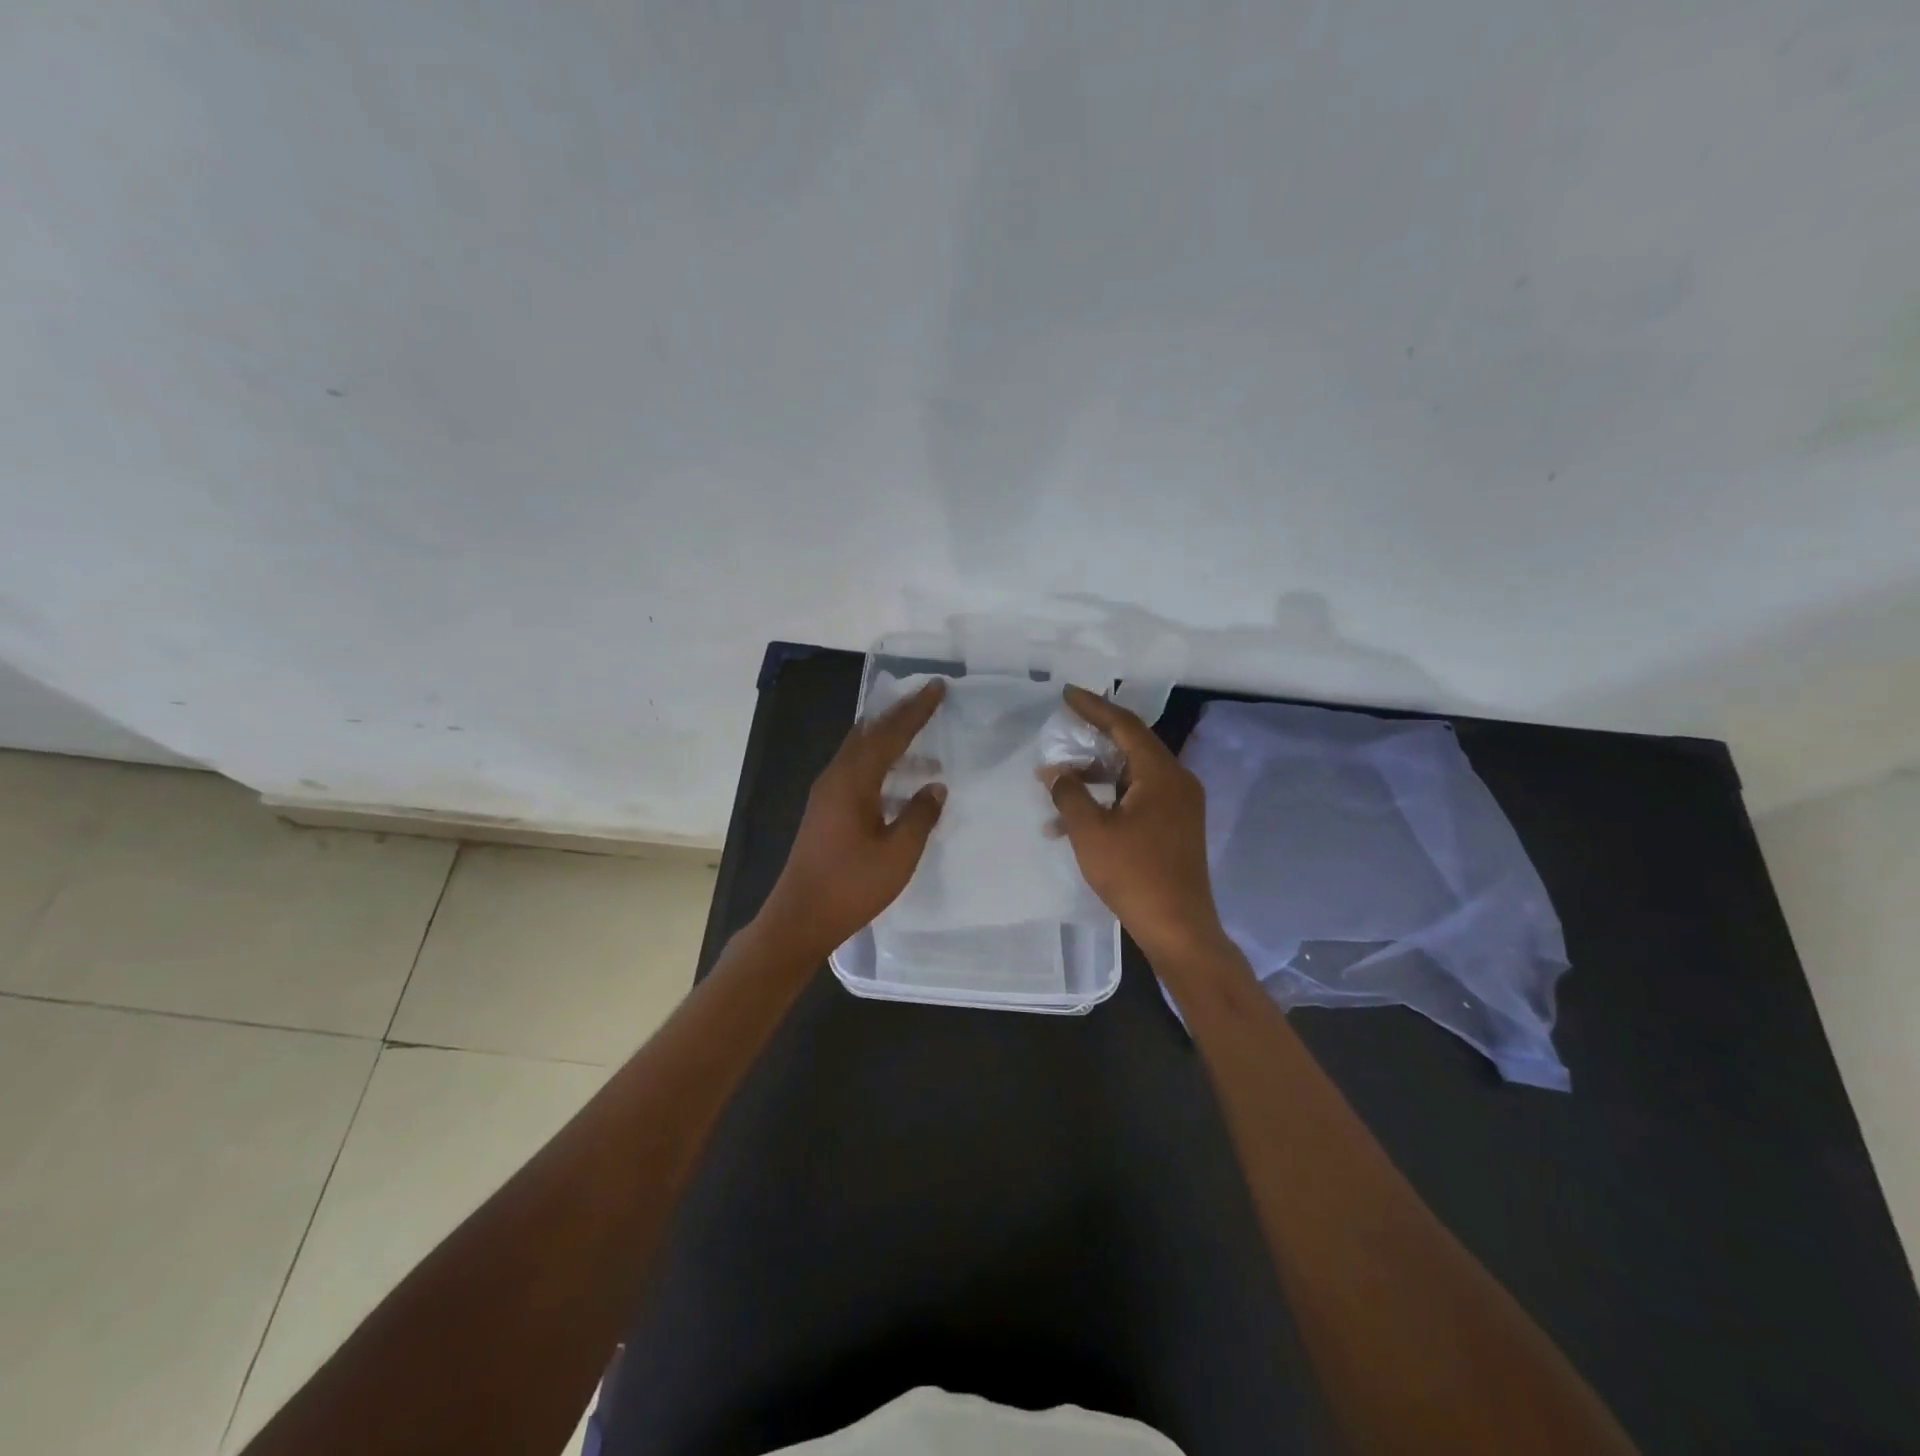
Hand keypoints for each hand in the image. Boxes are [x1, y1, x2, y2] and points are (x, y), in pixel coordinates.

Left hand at [759, 679, 947, 955]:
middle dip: (899, 714)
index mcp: (852, 782)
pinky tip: (898, 779)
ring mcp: (826, 794)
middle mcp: (835, 778)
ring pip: (860, 751)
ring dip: (889, 739)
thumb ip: (920, 815)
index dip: (916, 710)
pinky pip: (855, 769)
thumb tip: (935, 786)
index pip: (890, 734)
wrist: (800, 918)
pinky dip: (879, 761)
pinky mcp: (825, 810)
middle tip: (927, 698)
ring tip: (921, 737)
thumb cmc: (851, 886)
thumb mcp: (898, 854)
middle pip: (869, 733)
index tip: (937, 686)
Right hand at [1044, 685, 1229, 963]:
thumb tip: (1055, 771)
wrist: (1178, 927)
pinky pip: (1139, 796)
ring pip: (1133, 773)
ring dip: (1096, 774)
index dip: (1094, 707)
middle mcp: (1177, 781)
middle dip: (1093, 738)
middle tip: (1062, 729)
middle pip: (1132, 745)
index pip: (1125, 725)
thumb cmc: (1134, 874)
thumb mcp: (1091, 831)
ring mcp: (1180, 804)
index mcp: (1161, 774)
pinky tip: (1077, 816)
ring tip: (1059, 779)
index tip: (1067, 694)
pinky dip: (1110, 797)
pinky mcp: (1176, 825)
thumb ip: (1069, 793)